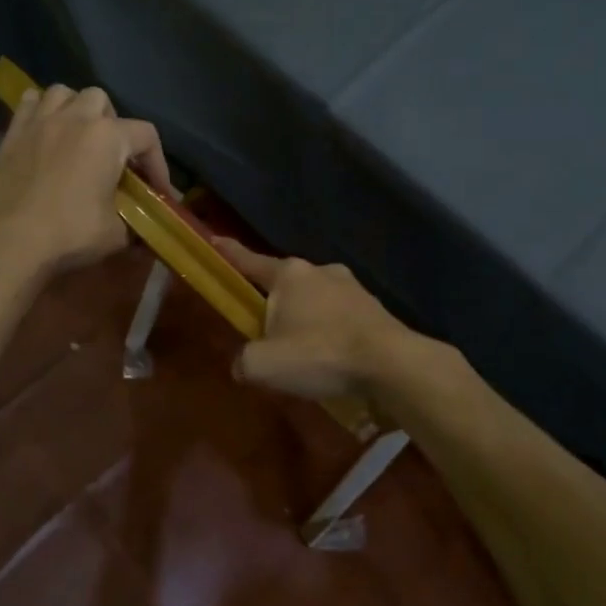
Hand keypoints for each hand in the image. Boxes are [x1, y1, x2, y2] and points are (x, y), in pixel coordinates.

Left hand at [0, 83, 170, 279]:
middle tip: (111, 155)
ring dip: (75, 109)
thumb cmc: (71, 233)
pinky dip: (41, 111)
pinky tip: (44, 132)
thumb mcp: (117, 234)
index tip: (156, 189)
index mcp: (108, 138)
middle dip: (112, 123)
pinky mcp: (13, 133)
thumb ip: (135, 224)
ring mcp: (41, 121)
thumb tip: (143, 233)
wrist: (12, 240)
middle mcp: (76, 118)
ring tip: (77, 135)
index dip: (157, 162)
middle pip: (102, 100)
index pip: (146, 136)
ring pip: (63, 93)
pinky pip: (30, 103)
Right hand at [213, 239, 418, 399]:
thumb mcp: (265, 365)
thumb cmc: (320, 354)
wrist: (390, 364)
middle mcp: (320, 271)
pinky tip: (331, 357)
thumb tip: (242, 364)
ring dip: (305, 319)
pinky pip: (340, 317)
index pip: (250, 261)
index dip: (230, 253)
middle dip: (273, 303)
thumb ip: (244, 362)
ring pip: (315, 300)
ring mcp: (351, 287)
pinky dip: (330, 332)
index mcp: (289, 275)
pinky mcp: (373, 309)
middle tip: (265, 332)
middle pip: (285, 284)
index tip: (216, 239)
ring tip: (303, 352)